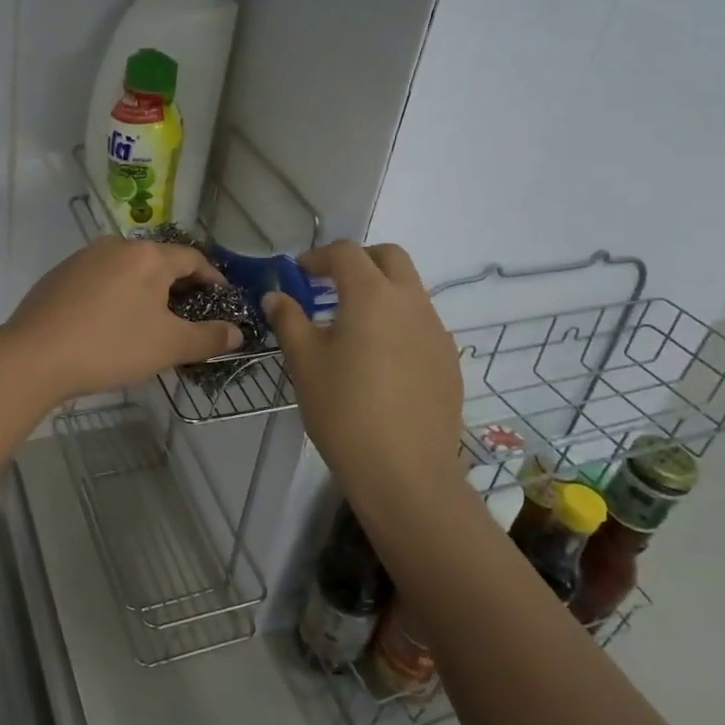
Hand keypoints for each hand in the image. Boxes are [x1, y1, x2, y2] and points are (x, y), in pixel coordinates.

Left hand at [0, 237, 243, 404]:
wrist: (33, 356)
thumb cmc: (111, 345)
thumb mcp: (168, 346)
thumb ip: (208, 338)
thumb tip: (237, 332)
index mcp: (148, 256)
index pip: (192, 258)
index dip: (212, 279)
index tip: (222, 300)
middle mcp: (116, 246)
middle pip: (159, 261)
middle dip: (178, 287)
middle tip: (189, 317)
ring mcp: (83, 257)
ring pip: (127, 270)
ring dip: (145, 291)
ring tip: (151, 321)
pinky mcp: (59, 275)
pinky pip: (101, 279)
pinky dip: (117, 295)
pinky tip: (112, 322)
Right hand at [263, 242, 463, 510]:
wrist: (404, 472)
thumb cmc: (344, 410)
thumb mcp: (305, 362)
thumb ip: (289, 320)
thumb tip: (276, 296)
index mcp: (373, 295)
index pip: (346, 253)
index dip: (318, 257)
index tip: (298, 275)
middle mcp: (411, 302)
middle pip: (389, 258)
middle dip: (358, 262)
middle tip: (329, 286)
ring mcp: (436, 331)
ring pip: (409, 291)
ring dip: (380, 292)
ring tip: (350, 327)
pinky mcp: (449, 361)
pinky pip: (421, 324)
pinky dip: (397, 323)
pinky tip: (379, 361)